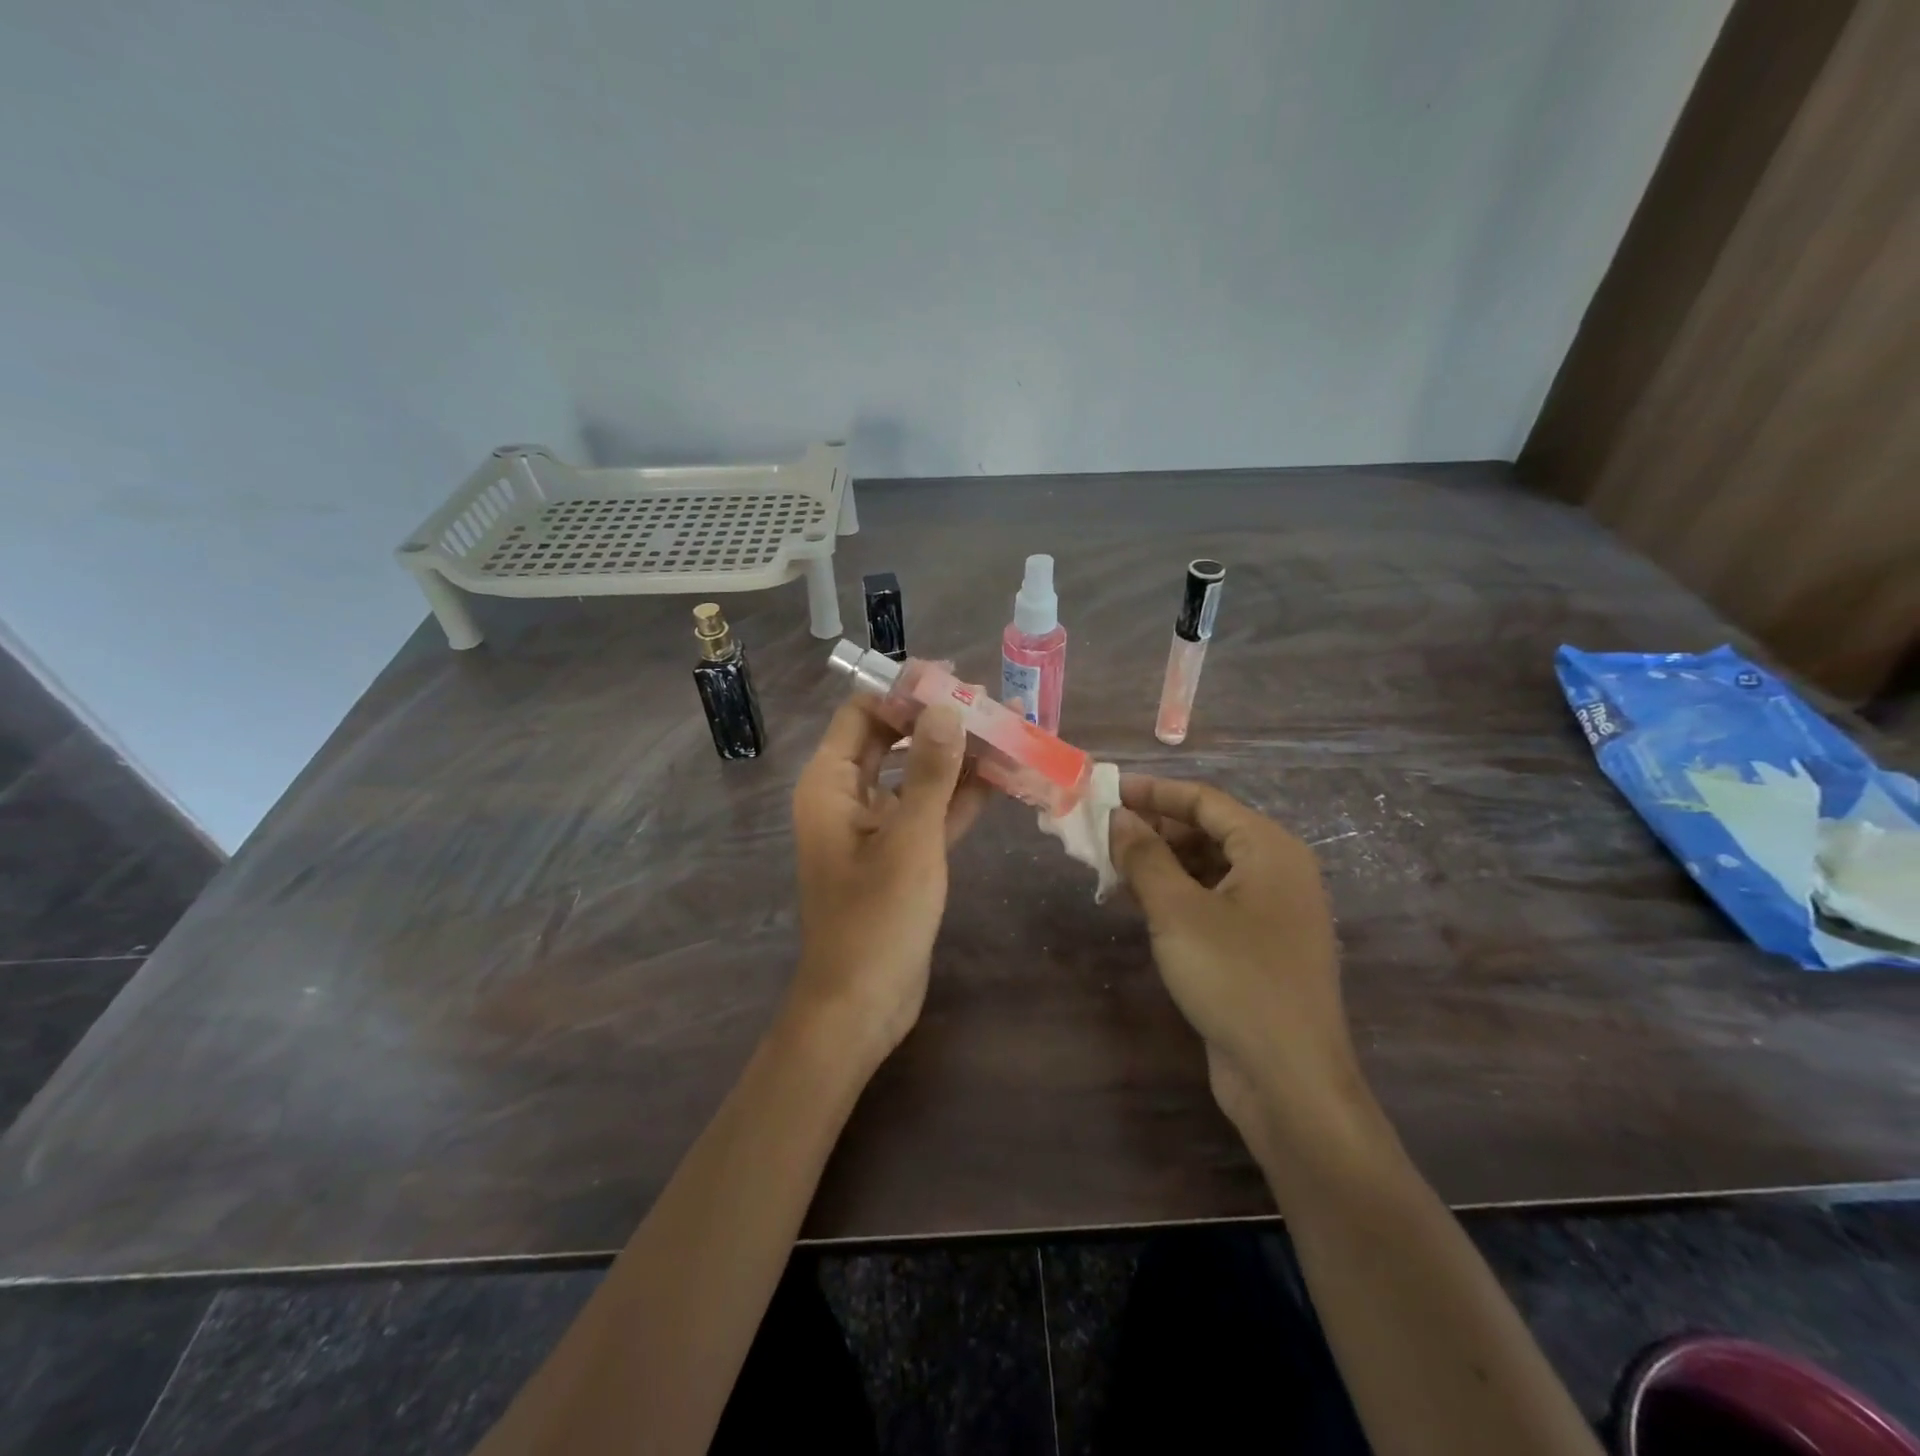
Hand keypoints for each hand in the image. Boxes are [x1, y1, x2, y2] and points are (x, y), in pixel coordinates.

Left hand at [788, 698, 988, 1067]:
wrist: (862, 1004)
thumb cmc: (877, 917)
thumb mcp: (909, 838)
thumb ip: (930, 771)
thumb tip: (947, 708)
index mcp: (830, 784)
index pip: (862, 714)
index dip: (905, 692)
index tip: (954, 678)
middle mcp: (848, 797)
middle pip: (893, 741)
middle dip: (940, 721)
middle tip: (992, 702)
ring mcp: (877, 827)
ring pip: (918, 777)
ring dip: (959, 758)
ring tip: (1009, 730)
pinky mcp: (901, 855)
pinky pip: (931, 812)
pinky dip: (962, 797)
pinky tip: (1004, 778)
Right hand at [1110, 775, 1367, 1152]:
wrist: (1289, 1080)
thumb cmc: (1235, 979)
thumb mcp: (1178, 911)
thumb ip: (1144, 857)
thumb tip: (1118, 817)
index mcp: (1269, 849)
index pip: (1204, 800)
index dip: (1153, 792)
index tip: (1107, 791)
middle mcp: (1277, 872)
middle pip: (1207, 832)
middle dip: (1153, 830)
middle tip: (1102, 835)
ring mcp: (1271, 912)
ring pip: (1206, 868)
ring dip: (1159, 864)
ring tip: (1109, 867)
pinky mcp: (1258, 947)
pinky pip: (1211, 902)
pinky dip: (1174, 896)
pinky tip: (1135, 904)